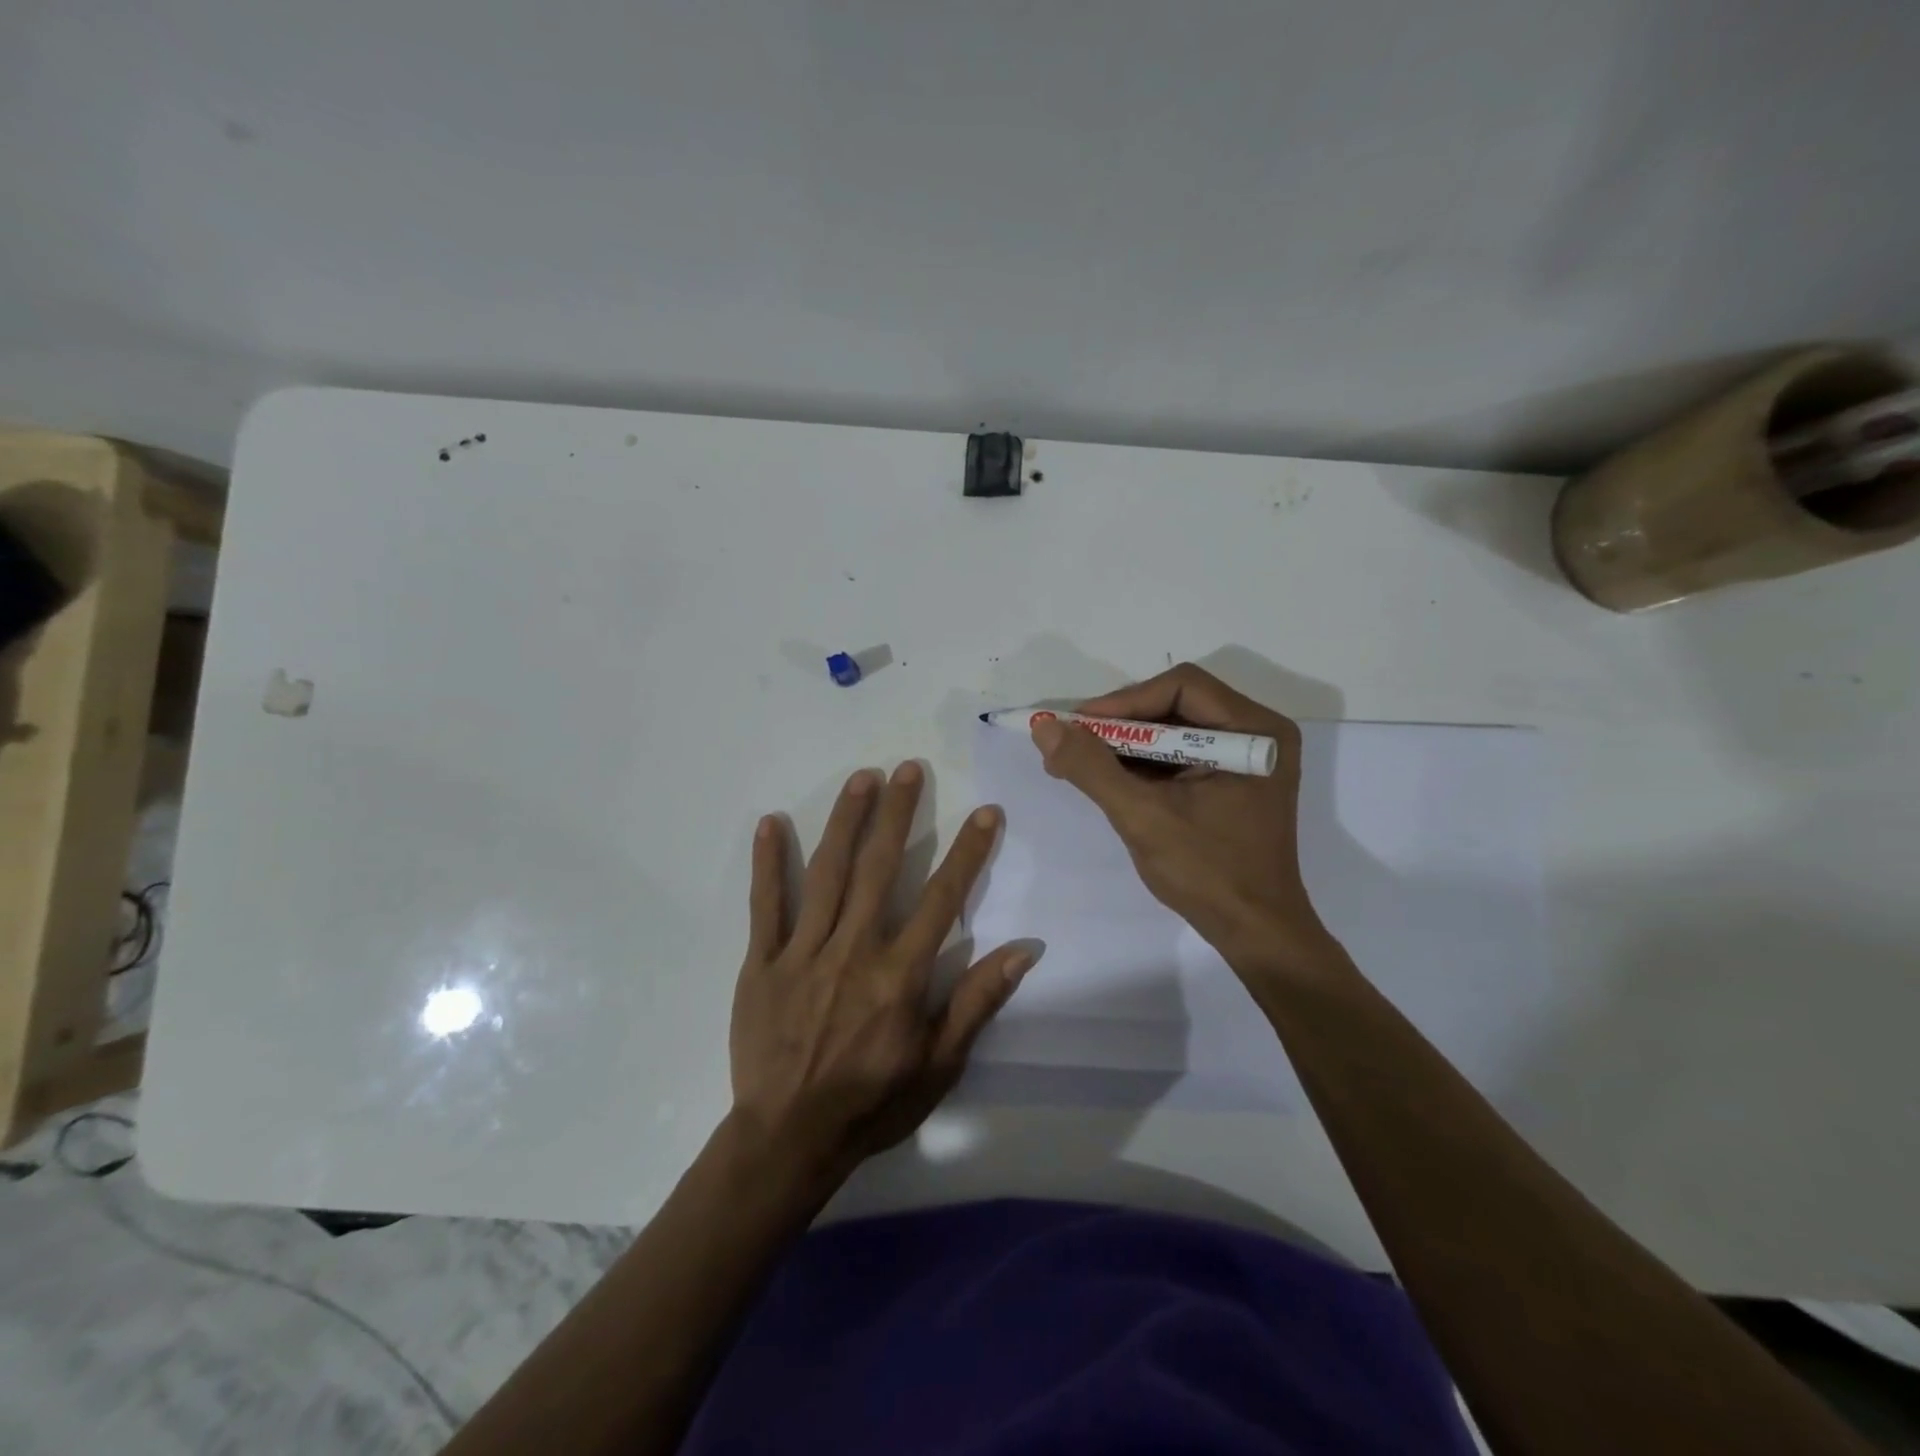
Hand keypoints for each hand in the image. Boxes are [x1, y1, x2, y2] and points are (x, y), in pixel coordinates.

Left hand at [729, 763, 1032, 1180]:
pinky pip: (766, 905)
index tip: (986, 812)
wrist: (789, 1139)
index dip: (968, 852)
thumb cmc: (873, 1102)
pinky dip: (768, 863)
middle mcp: (854, 949)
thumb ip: (978, 1001)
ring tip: (861, 778)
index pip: (943, 898)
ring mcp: (804, 952)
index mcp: (900, 973)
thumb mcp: (941, 1064)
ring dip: (846, 821)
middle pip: (880, 868)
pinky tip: (771, 822)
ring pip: (827, 873)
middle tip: (909, 768)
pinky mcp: (763, 962)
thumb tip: (1025, 949)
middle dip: (898, 813)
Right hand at [1030, 663, 1338, 974]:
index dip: (1123, 702)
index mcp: (1255, 731)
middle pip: (1175, 704)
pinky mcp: (1231, 781)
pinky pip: (1178, 756)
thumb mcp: (1143, 816)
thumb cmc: (1208, 873)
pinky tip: (1105, 780)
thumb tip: (1044, 727)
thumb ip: (1091, 768)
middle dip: (1119, 726)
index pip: (1180, 687)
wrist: (1255, 934)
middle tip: (1071, 743)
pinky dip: (1141, 765)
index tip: (1077, 727)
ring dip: (1124, 746)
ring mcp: (1246, 759)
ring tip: (1076, 763)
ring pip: (1172, 730)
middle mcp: (1257, 733)